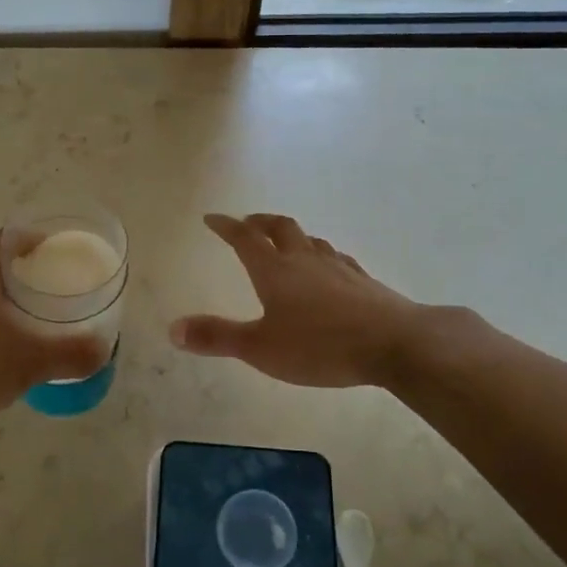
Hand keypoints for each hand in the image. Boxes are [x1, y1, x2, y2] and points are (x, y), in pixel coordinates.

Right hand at [171, 213, 439, 387]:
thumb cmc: (320, 346)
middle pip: (280, 228)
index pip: (244, 239)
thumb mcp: (260, 348)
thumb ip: (217, 337)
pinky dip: (322, 255)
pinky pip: (336, 258)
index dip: (226, 226)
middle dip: (260, 222)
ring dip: (293, 236)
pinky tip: (329, 268)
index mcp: (275, 271)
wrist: (394, 343)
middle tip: (248, 222)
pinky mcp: (363, 281)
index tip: (212, 218)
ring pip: (310, 240)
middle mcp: (304, 260)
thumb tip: (173, 329)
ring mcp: (337, 267)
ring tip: (286, 242)